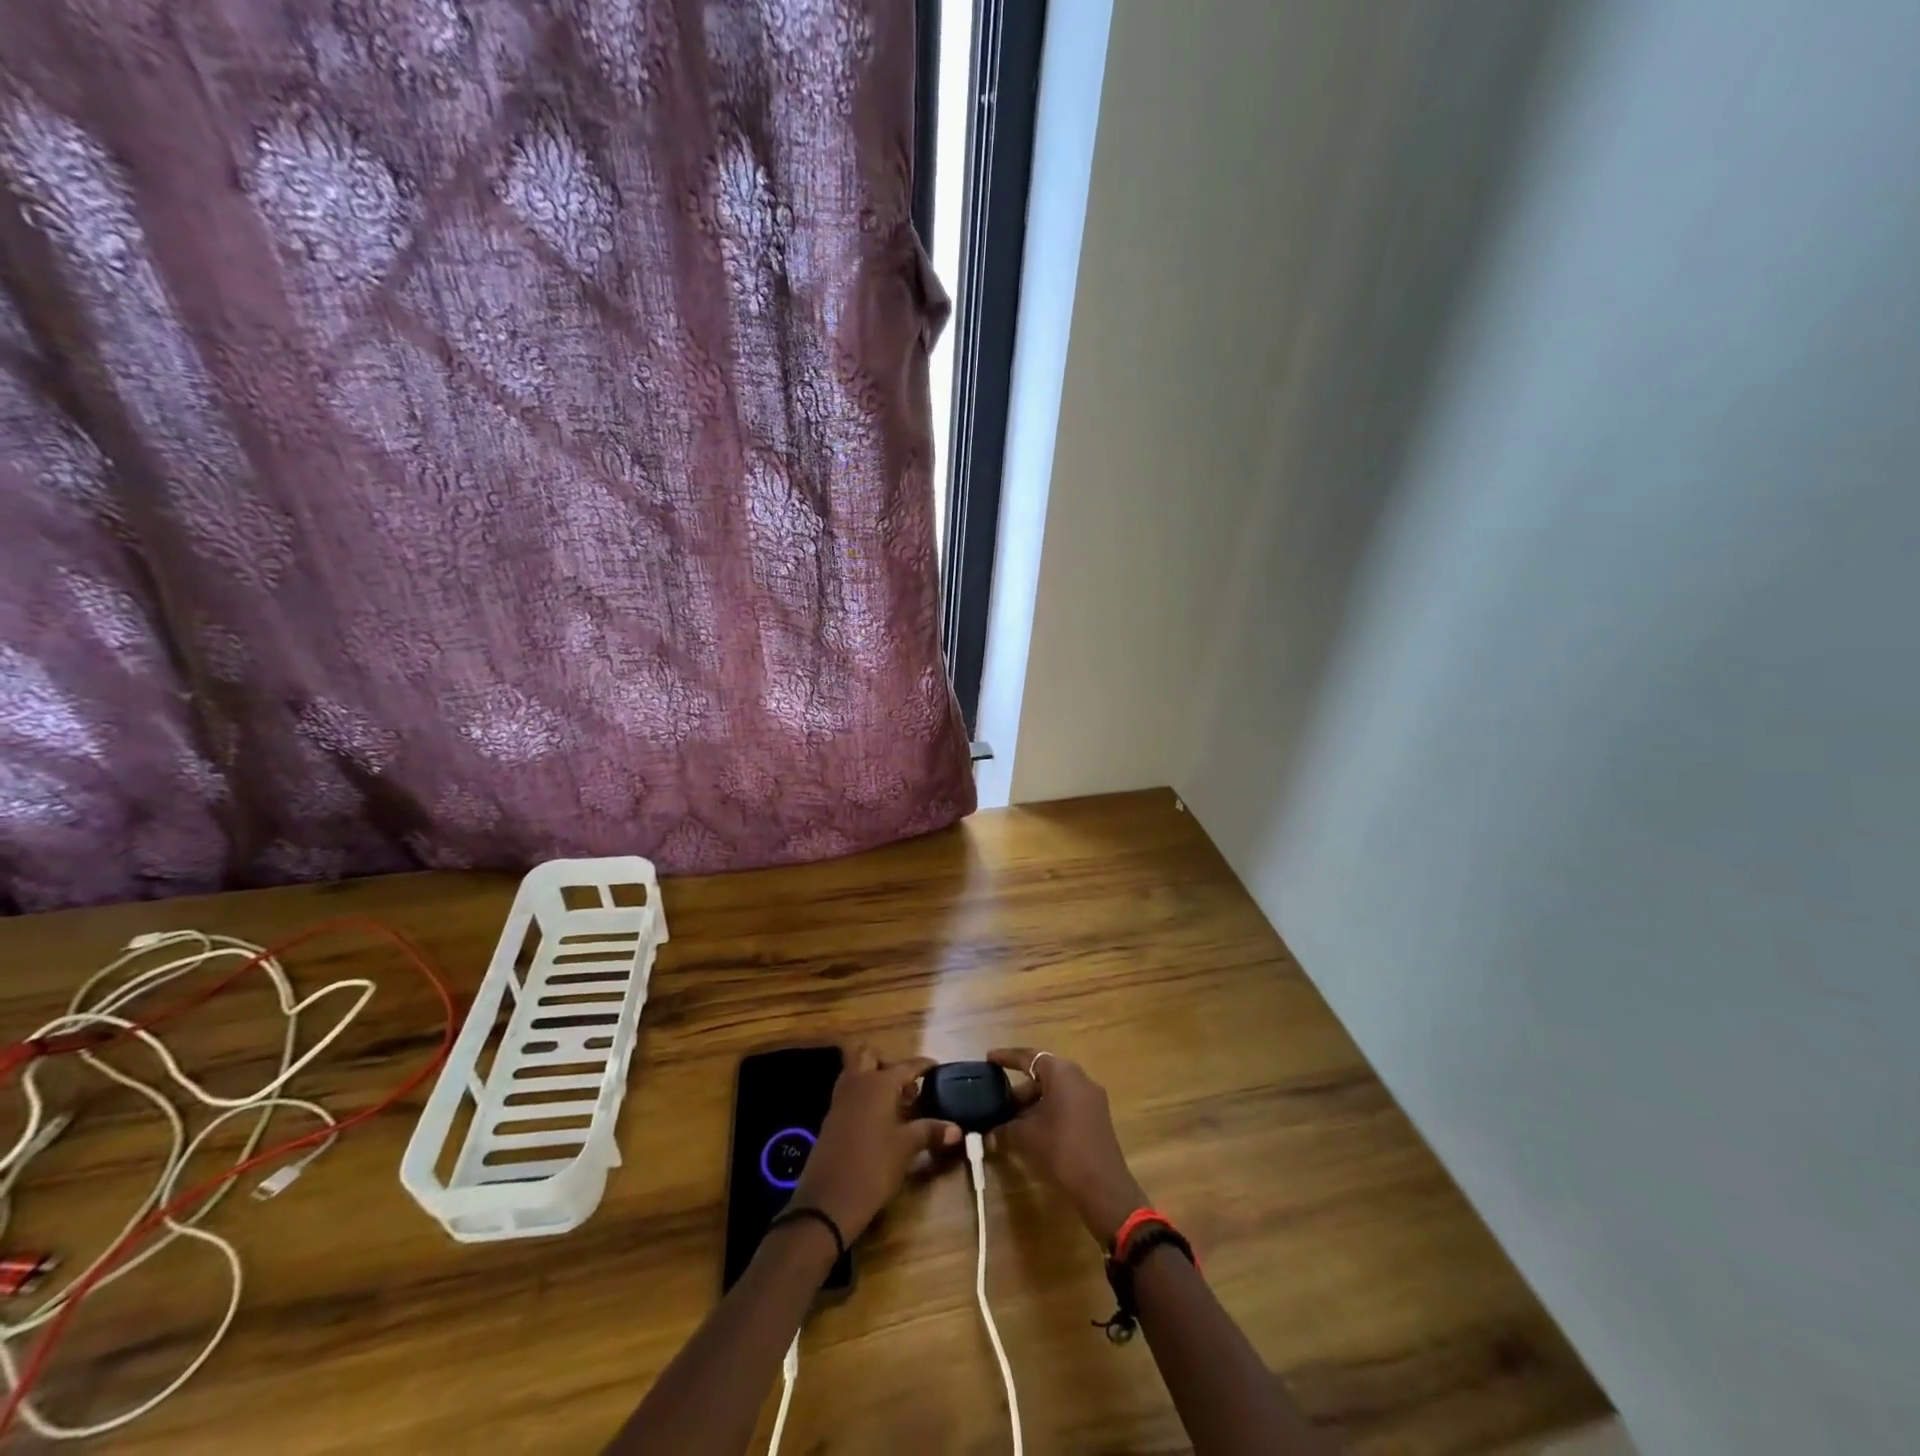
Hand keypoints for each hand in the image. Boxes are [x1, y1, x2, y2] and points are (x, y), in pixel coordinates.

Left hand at [790, 1046, 960, 1239]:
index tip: (937, 1068)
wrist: (828, 1201)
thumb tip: (957, 1129)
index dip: (923, 1066)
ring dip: (873, 1077)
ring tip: (894, 1101)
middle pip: (870, 1056)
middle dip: (888, 1064)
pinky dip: (863, 1095)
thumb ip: (931, 1132)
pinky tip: (878, 1119)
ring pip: (855, 1071)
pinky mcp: (831, 1117)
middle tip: (906, 1085)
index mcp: (879, 1083)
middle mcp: (858, 1082)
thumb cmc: (873, 1167)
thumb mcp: (906, 1148)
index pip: (906, 1065)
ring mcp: (841, 1099)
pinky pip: (849, 1092)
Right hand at [989, 1047, 1147, 1243]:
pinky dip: (1048, 1112)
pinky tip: (1033, 1132)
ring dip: (1033, 1104)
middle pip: (1043, 1075)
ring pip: (1055, 1092)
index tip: (989, 1058)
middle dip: (1019, 1090)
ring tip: (1011, 1122)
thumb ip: (1003, 1129)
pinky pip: (1067, 1105)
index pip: (1029, 1057)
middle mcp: (1079, 1078)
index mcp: (1062, 1073)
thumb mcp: (1025, 1137)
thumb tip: (988, 1134)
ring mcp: (1092, 1098)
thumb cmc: (1060, 1150)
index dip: (1007, 1057)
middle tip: (998, 1103)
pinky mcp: (1097, 1118)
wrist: (1102, 1187)